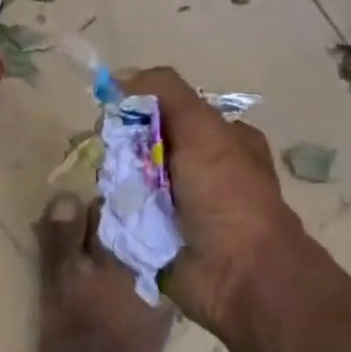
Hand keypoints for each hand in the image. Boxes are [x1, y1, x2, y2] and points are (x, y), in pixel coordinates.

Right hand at [122, 67, 304, 335]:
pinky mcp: (160, 235)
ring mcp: (180, 205)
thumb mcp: (202, 128)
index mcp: (221, 139)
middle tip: (111, 155)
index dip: (139, 108)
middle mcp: (201, 169)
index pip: (168, 111)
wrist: (239, 275)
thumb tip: (119, 76)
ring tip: (113, 186)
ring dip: (117, 180)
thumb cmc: (227, 194)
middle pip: (144, 143)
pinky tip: (111, 209)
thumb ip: (164, 92)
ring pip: (131, 177)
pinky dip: (116, 210)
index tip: (114, 113)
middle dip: (122, 147)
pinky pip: (126, 212)